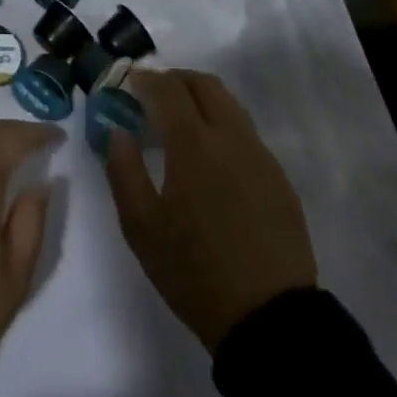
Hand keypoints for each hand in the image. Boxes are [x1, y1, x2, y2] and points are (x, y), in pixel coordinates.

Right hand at [104, 69, 316, 352]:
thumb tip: (118, 130)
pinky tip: (210, 155)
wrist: (269, 318)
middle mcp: (231, 137)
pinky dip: (222, 125)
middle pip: (204, 84)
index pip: (168, 88)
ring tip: (180, 120)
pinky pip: (246, 132)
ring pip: (230, 104)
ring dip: (201, 98)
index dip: (146, 78)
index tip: (130, 80)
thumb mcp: (141, 226)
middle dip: (175, 79)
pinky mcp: (278, 178)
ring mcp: (260, 156)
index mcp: (193, 144)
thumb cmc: (194, 271)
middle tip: (153, 93)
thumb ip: (123, 169)